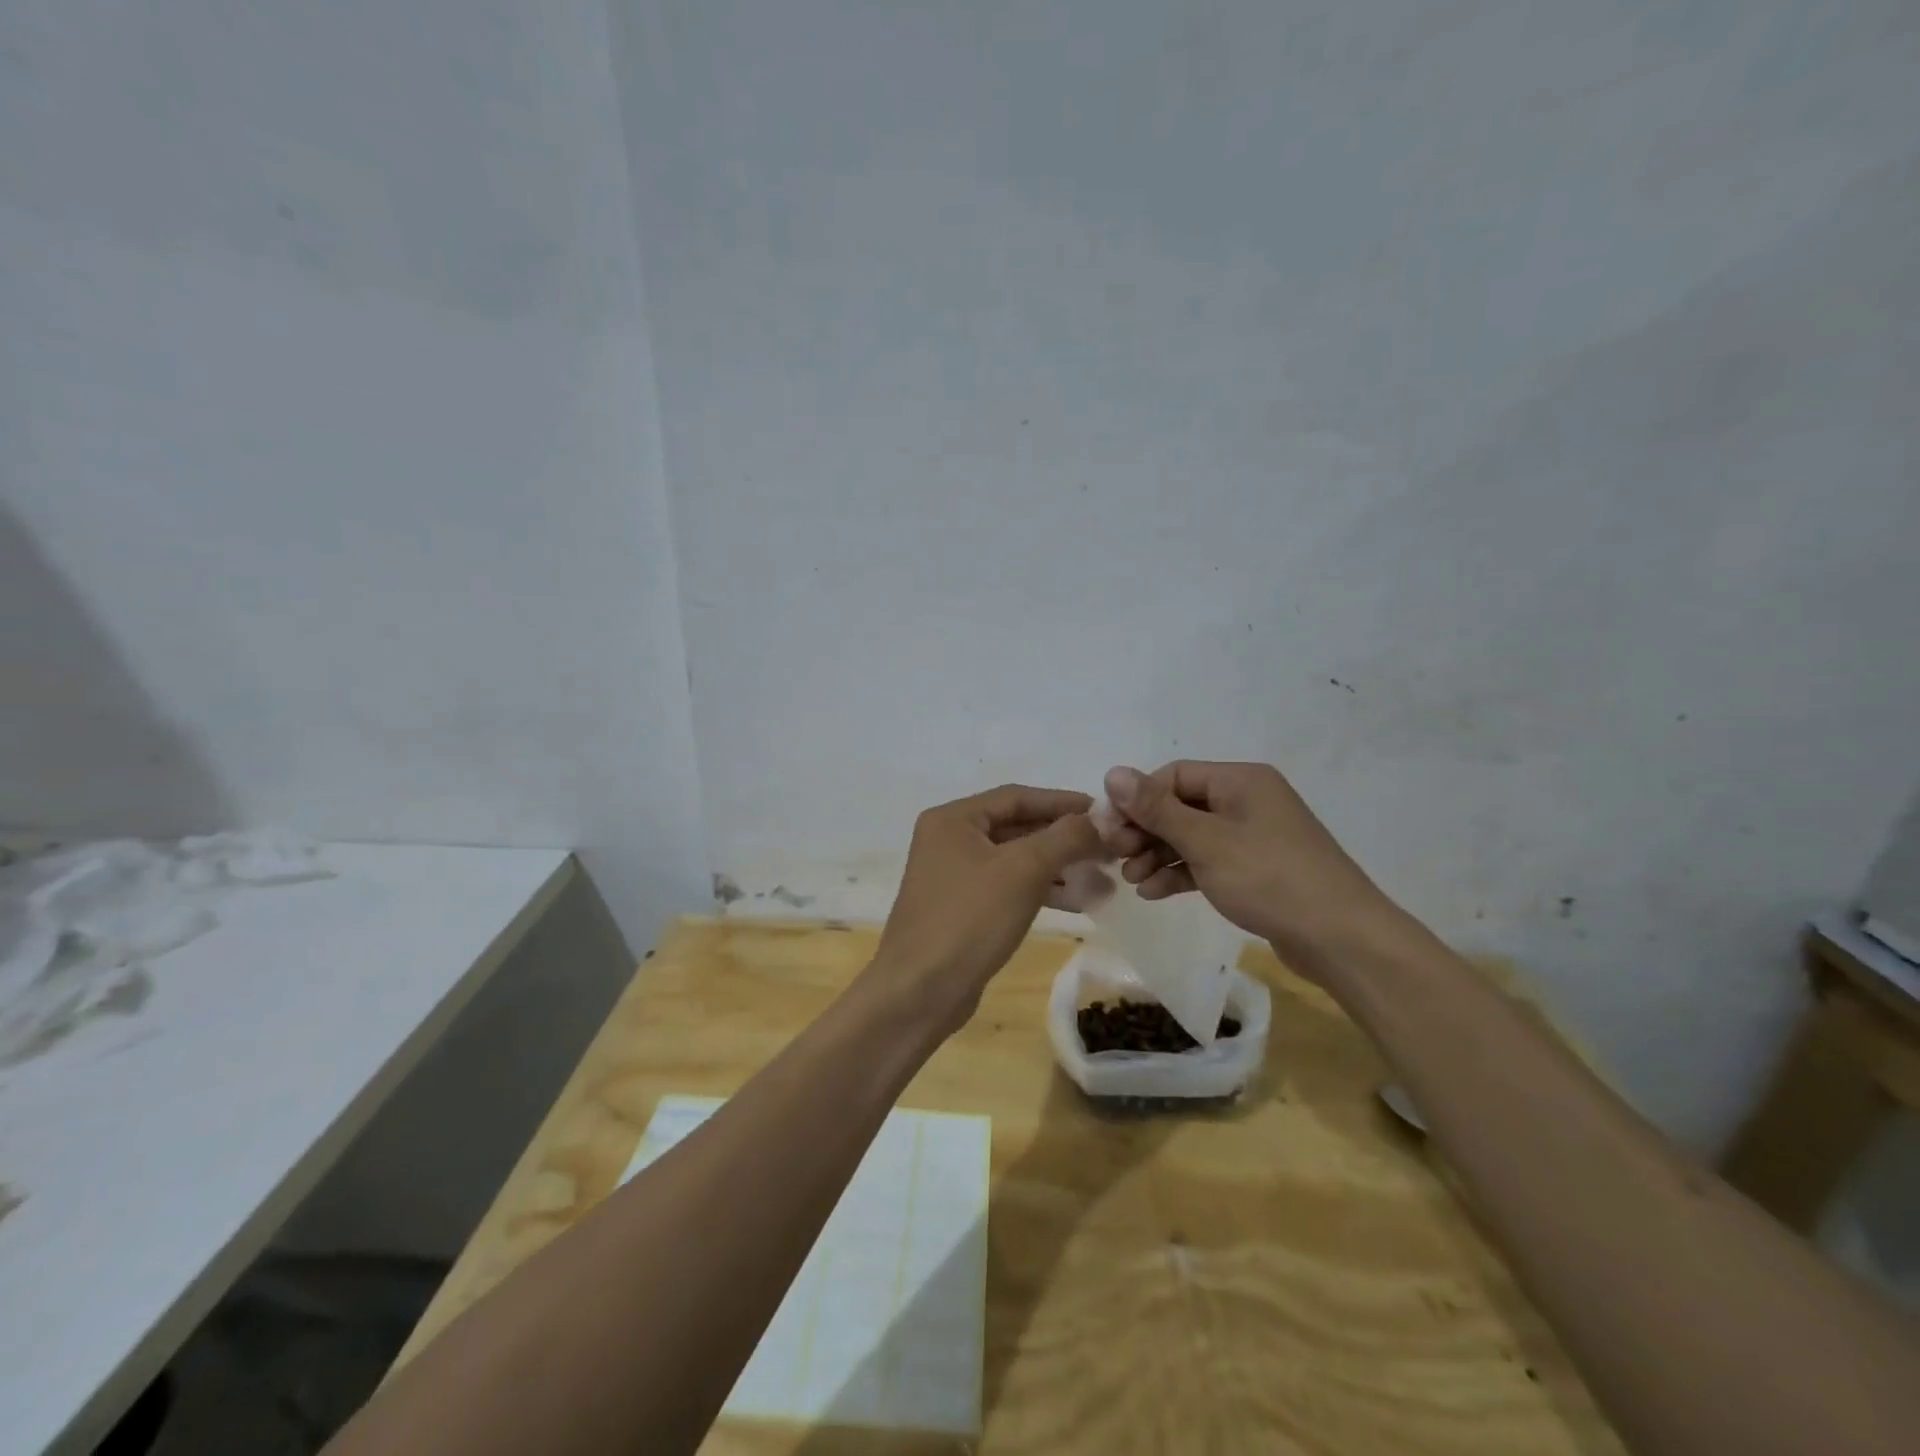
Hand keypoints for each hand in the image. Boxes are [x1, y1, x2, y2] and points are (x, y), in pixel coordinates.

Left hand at [871, 785, 1101, 1035]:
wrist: (920, 991)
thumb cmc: (969, 919)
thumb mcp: (1023, 870)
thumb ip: (1065, 837)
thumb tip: (1101, 818)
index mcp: (953, 819)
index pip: (1017, 797)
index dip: (1063, 802)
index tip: (1104, 812)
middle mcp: (949, 840)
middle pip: (1018, 827)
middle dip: (1064, 838)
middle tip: (1109, 848)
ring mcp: (954, 876)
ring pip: (1017, 860)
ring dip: (1059, 867)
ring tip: (1104, 877)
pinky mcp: (964, 909)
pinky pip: (1010, 887)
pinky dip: (1042, 890)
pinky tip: (1078, 901)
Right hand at [1101, 761, 1418, 979]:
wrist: (1340, 939)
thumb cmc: (1269, 878)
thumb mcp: (1206, 841)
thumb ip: (1156, 808)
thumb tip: (1113, 772)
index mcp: (1240, 780)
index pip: (1173, 776)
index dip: (1136, 800)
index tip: (1109, 830)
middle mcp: (1247, 800)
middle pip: (1180, 806)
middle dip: (1145, 831)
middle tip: (1117, 856)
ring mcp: (1253, 836)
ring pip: (1191, 836)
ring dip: (1158, 855)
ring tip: (1132, 881)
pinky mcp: (1256, 869)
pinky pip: (1207, 861)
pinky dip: (1180, 873)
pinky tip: (1154, 893)